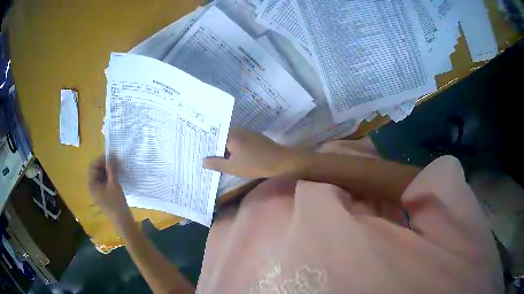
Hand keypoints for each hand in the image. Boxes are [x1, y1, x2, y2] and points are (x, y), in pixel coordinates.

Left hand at [88, 155, 130, 221]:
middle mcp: (92, 187)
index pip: (93, 166)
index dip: (101, 159)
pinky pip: (104, 181)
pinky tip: (117, 176)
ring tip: (118, 168)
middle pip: (96, 170)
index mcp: (91, 184)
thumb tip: (112, 154)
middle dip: (105, 165)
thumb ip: (112, 169)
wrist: (122, 221)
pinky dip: (109, 177)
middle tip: (116, 162)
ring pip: (101, 175)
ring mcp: (97, 191)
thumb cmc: (116, 203)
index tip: (112, 157)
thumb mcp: (114, 184)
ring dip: (108, 170)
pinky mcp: (103, 194)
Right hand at [203, 129, 298, 177]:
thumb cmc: (255, 164)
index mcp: (230, 135)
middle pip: (221, 136)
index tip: (197, 149)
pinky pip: (239, 140)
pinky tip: (232, 155)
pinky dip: (234, 147)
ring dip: (224, 146)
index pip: (212, 135)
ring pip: (230, 138)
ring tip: (215, 156)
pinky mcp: (254, 137)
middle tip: (204, 154)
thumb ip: (216, 164)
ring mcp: (247, 132)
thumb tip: (202, 161)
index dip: (205, 142)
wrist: (281, 161)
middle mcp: (237, 130)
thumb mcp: (233, 168)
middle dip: (214, 145)